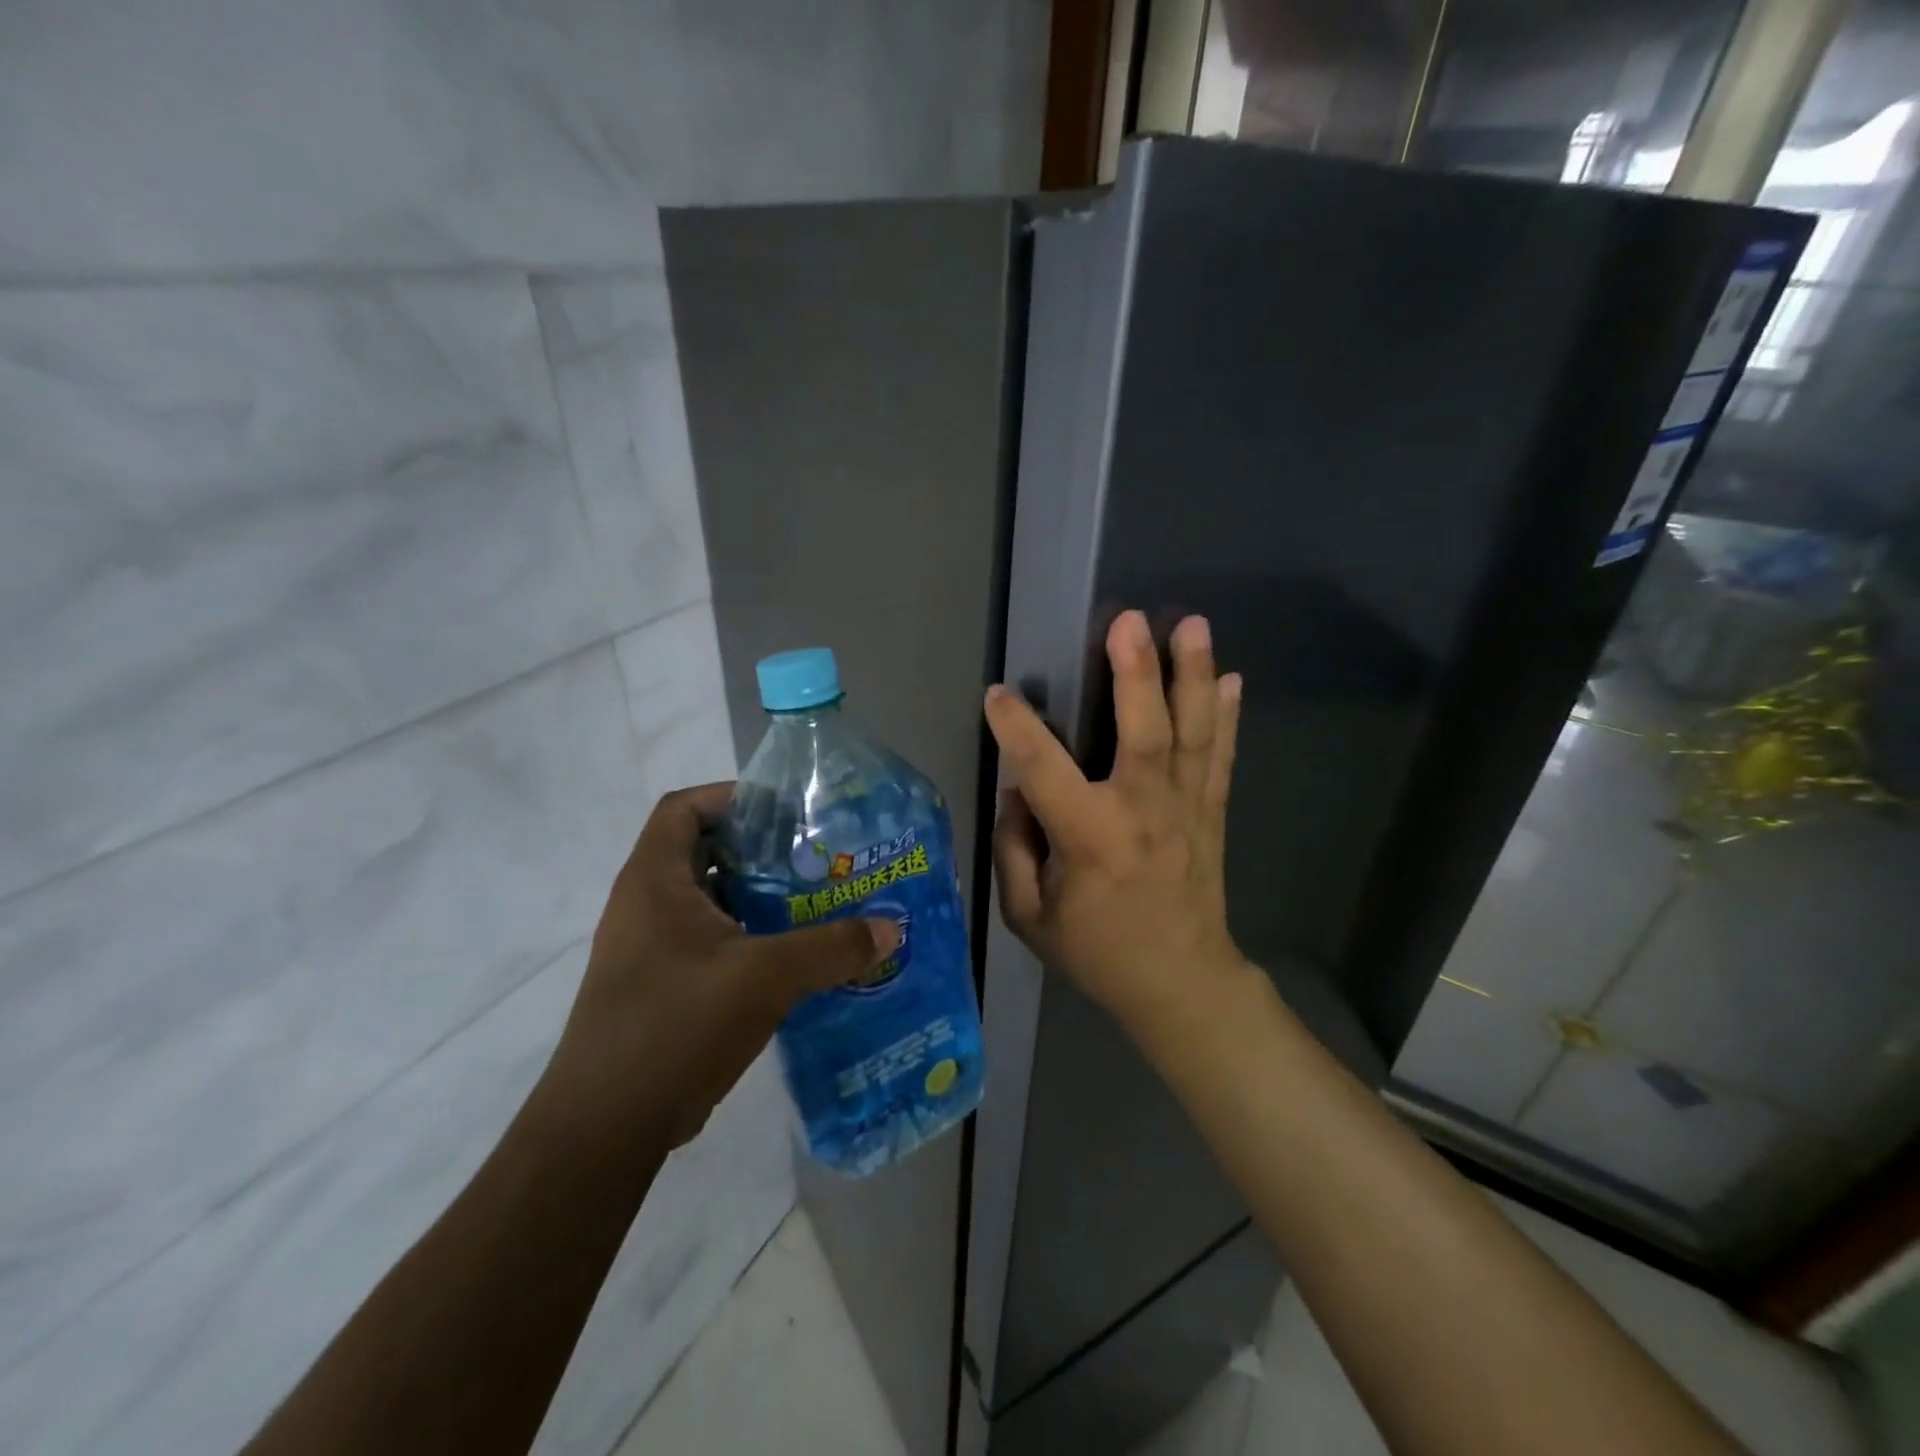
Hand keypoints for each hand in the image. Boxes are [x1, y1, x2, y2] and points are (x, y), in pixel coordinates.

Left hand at [542, 783, 900, 1149]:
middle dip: (759, 849)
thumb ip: (830, 947)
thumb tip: (890, 930)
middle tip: (814, 857)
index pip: (683, 808)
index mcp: (655, 882)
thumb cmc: (677, 1025)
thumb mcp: (764, 977)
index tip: (784, 811)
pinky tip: (792, 957)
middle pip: (703, 852)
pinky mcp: (660, 988)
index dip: (730, 797)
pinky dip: (748, 938)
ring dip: (757, 897)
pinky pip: (710, 943)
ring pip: (710, 902)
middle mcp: (645, 906)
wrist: (606, 1127)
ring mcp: (650, 950)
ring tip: (814, 902)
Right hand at [984, 611, 1251, 1034]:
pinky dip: (1226, 716)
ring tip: (1192, 624)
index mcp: (1089, 838)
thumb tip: (1019, 795)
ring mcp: (1186, 809)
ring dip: (1191, 675)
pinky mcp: (1212, 813)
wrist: (1181, 983)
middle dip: (1136, 672)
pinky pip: (1221, 757)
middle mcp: (1142, 812)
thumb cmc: (1097, 952)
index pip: (1043, 768)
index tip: (998, 695)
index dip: (1016, 727)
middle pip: (1144, 731)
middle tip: (1129, 619)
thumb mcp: (1029, 918)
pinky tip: (1230, 677)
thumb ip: (1014, 851)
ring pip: (1192, 733)